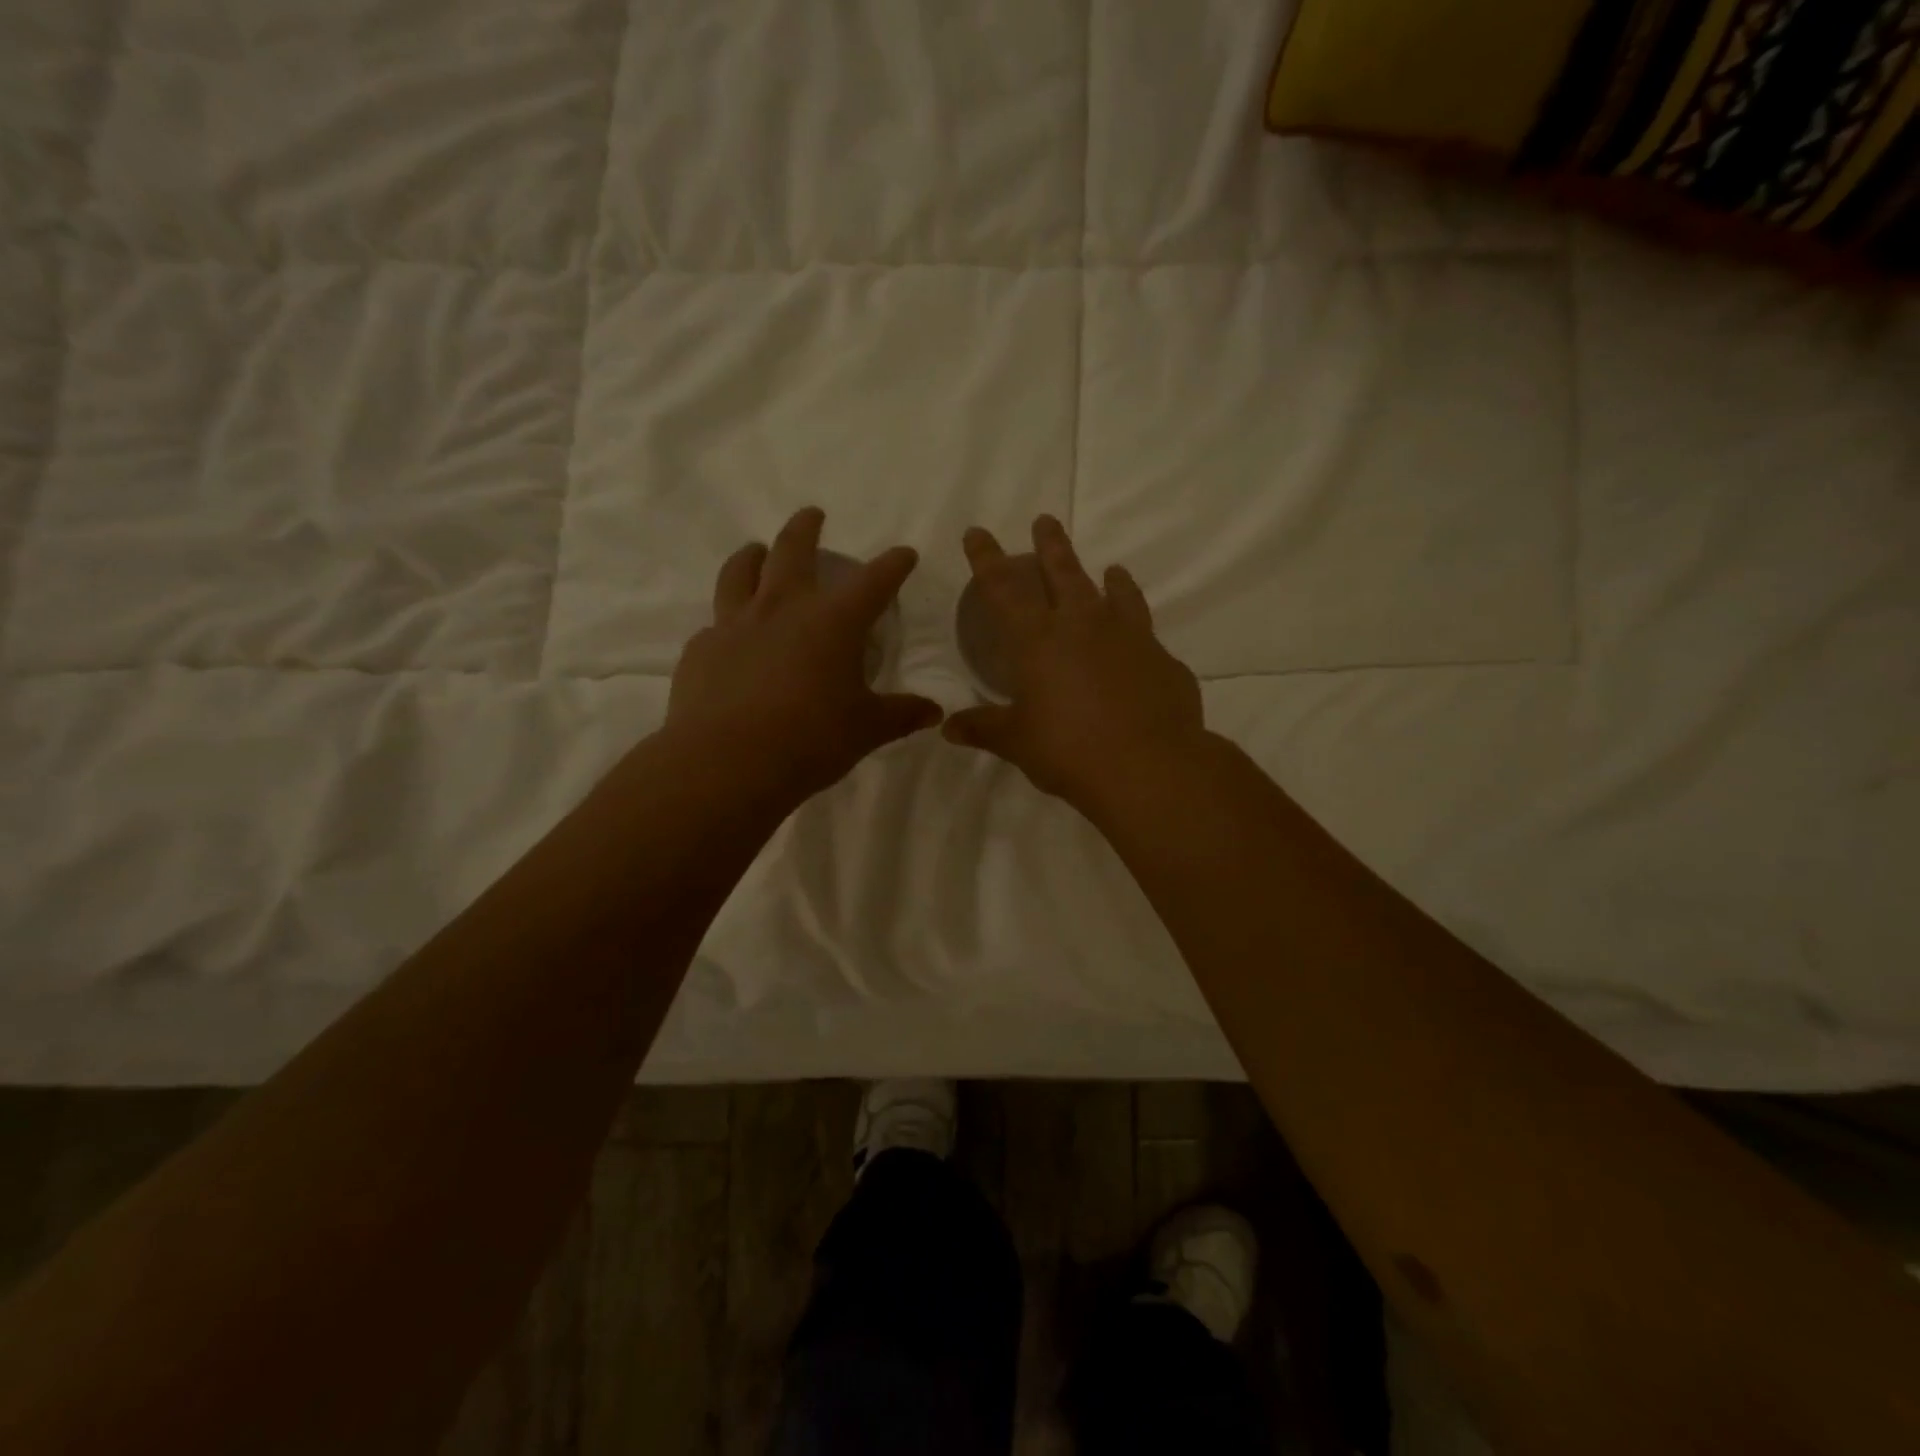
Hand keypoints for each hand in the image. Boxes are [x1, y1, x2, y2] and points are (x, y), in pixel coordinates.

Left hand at [668, 508, 943, 801]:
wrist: (726, 763)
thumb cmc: (810, 740)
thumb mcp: (866, 730)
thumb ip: (900, 715)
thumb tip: (934, 712)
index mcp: (833, 621)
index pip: (874, 581)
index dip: (893, 564)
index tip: (904, 554)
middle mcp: (783, 608)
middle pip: (793, 550)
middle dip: (806, 528)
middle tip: (813, 515)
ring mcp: (736, 624)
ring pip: (741, 571)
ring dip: (753, 555)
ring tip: (758, 551)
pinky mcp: (702, 649)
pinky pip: (716, 623)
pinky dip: (728, 620)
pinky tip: (730, 635)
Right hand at [944, 515, 1206, 810]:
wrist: (1148, 766)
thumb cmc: (1069, 750)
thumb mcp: (1018, 742)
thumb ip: (984, 728)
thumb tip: (948, 728)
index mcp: (1038, 640)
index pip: (1003, 588)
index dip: (987, 558)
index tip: (978, 533)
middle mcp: (1083, 625)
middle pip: (1063, 572)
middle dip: (1051, 545)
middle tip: (1046, 521)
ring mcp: (1129, 637)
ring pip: (1117, 593)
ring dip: (1111, 578)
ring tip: (1112, 569)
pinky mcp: (1162, 659)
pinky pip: (1147, 635)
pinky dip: (1138, 631)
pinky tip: (1141, 644)